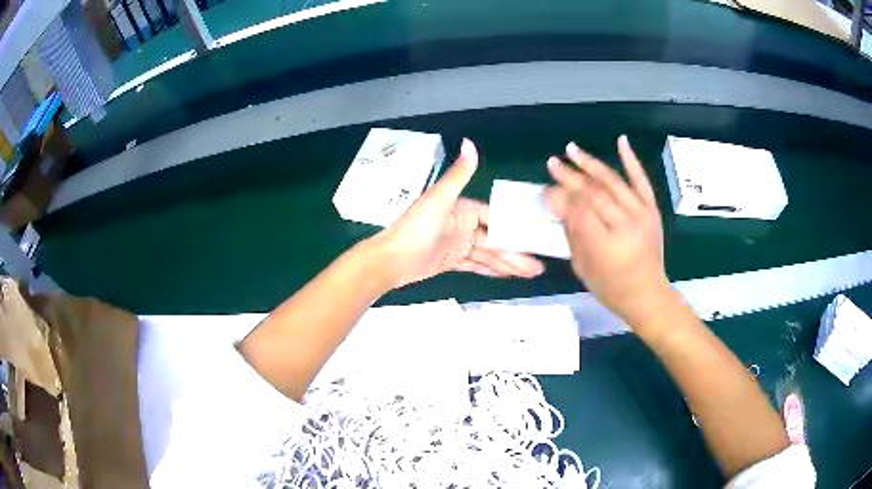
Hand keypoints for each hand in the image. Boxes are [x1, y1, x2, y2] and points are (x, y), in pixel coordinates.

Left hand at [372, 139, 543, 288]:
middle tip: (540, 265)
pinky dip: (493, 270)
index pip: (497, 218)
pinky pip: (478, 266)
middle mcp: (464, 225)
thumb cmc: (415, 227)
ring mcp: (459, 245)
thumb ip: (459, 174)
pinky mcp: (453, 262)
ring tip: (533, 273)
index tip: (537, 236)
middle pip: (496, 239)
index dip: (516, 227)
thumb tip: (469, 142)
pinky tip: (511, 275)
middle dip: (518, 252)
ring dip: (510, 264)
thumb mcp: (439, 199)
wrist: (390, 259)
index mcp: (464, 209)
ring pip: (490, 255)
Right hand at [546, 135, 671, 324]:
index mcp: (606, 246)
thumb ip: (572, 233)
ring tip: (572, 150)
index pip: (579, 212)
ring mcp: (642, 215)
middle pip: (594, 194)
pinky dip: (631, 160)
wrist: (648, 294)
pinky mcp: (652, 210)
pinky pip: (641, 181)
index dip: (561, 197)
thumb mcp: (583, 267)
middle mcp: (626, 226)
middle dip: (571, 177)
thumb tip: (558, 202)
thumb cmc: (611, 287)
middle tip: (552, 163)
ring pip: (613, 183)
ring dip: (591, 164)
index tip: (547, 188)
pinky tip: (621, 140)